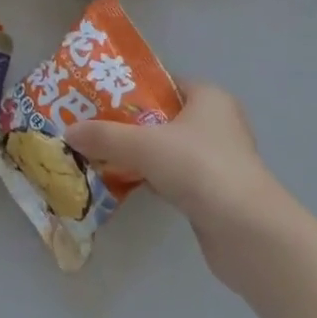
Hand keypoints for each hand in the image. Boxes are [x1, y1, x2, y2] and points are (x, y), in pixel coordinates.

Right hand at [66, 82, 289, 280]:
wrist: (248, 233)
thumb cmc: (200, 168)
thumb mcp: (144, 145)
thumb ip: (104, 136)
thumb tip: (68, 132)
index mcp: (209, 98)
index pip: (163, 83)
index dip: (131, 89)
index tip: (98, 98)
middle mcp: (218, 123)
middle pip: (163, 117)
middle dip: (129, 124)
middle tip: (93, 127)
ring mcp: (219, 160)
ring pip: (168, 149)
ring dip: (140, 154)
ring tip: (101, 154)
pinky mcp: (216, 193)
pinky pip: (175, 177)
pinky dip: (153, 179)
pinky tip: (126, 183)